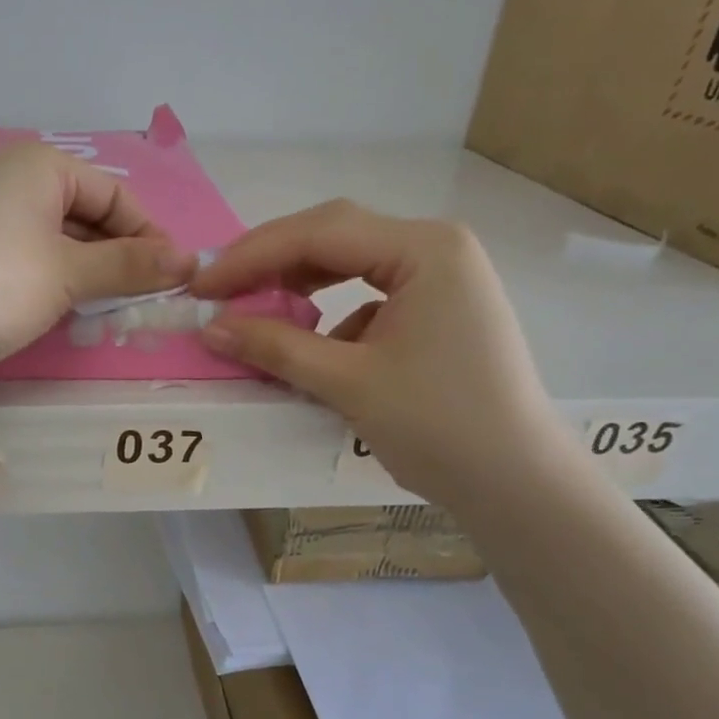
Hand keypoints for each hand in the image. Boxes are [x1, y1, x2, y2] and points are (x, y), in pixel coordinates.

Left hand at [0, 142, 194, 378]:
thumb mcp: (70, 273)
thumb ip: (130, 266)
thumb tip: (190, 263)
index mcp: (37, 164)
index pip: (113, 194)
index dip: (148, 235)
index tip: (172, 276)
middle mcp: (7, 179)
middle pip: (83, 215)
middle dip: (116, 257)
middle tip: (141, 299)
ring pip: (54, 241)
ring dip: (86, 274)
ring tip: (106, 310)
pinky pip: (24, 260)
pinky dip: (50, 282)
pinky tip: (61, 312)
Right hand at [191, 201, 564, 502]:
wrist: (517, 485)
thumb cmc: (440, 426)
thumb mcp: (348, 383)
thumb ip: (276, 347)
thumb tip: (210, 328)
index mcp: (424, 249)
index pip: (319, 233)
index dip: (251, 257)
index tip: (201, 288)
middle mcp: (435, 248)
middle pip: (334, 236)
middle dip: (270, 263)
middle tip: (218, 291)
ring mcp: (439, 277)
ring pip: (349, 263)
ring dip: (297, 284)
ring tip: (253, 307)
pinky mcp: (436, 310)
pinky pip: (367, 294)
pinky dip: (328, 312)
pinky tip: (308, 341)